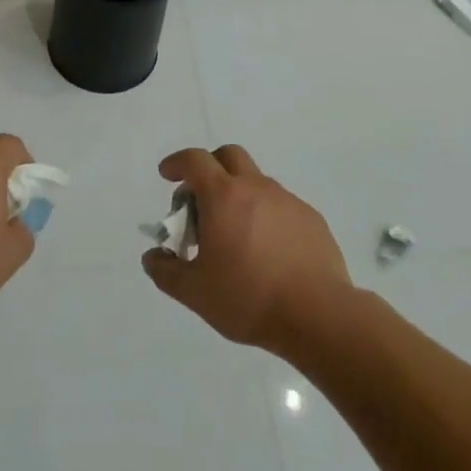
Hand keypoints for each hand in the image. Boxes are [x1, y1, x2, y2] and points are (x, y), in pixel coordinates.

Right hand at [141, 145, 351, 354]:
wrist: (317, 315)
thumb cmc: (248, 297)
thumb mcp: (195, 292)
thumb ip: (166, 271)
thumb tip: (152, 257)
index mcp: (223, 196)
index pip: (195, 160)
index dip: (177, 163)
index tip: (168, 175)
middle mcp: (256, 187)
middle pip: (229, 155)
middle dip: (210, 167)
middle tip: (201, 200)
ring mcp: (287, 201)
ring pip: (257, 181)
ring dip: (239, 194)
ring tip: (235, 234)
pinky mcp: (312, 219)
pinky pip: (282, 205)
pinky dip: (267, 215)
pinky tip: (268, 250)